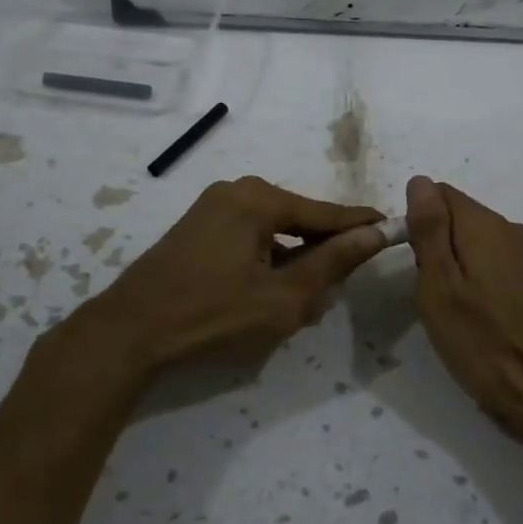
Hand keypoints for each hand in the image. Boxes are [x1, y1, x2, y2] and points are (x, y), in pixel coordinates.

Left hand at [81, 176, 387, 376]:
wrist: (129, 332)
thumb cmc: (213, 315)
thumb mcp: (283, 297)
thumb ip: (332, 263)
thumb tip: (373, 233)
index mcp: (258, 199)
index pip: (325, 212)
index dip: (360, 225)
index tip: (392, 227)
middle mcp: (236, 191)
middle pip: (298, 220)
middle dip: (321, 253)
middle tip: (340, 286)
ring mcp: (212, 208)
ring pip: (273, 232)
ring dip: (293, 263)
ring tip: (304, 301)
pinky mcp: (197, 228)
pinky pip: (249, 239)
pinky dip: (267, 262)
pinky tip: (270, 295)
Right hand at [404, 176, 522, 457]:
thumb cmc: (488, 346)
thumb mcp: (441, 289)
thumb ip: (430, 231)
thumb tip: (420, 181)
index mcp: (487, 227)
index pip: (440, 194)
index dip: (418, 223)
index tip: (415, 265)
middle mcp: (516, 232)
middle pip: (463, 219)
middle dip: (439, 249)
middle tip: (434, 299)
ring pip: (483, 247)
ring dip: (462, 269)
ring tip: (458, 317)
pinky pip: (504, 268)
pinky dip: (486, 285)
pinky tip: (487, 323)